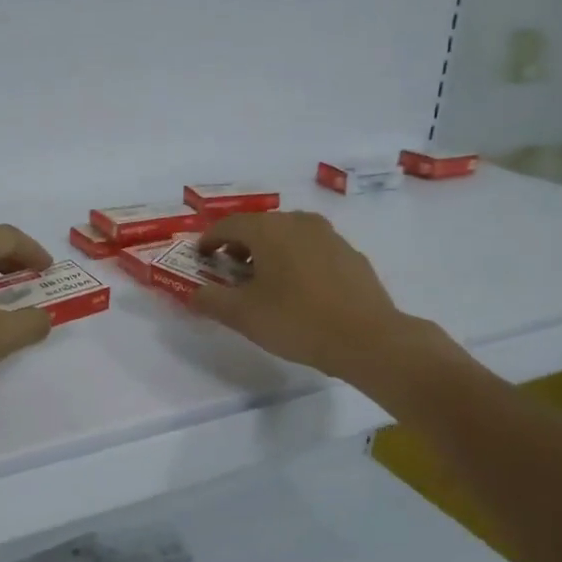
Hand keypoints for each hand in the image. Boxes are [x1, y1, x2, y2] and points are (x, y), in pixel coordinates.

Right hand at [194, 212, 437, 384]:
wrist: (368, 339)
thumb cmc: (297, 321)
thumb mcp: (243, 315)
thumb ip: (211, 300)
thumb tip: (193, 294)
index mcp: (269, 230)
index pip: (229, 225)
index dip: (209, 240)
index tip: (200, 257)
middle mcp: (299, 222)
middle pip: (259, 226)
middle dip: (239, 245)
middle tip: (229, 269)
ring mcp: (329, 236)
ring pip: (288, 235)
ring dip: (269, 251)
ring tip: (263, 280)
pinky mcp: (351, 255)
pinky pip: (312, 249)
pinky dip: (296, 260)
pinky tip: (298, 289)